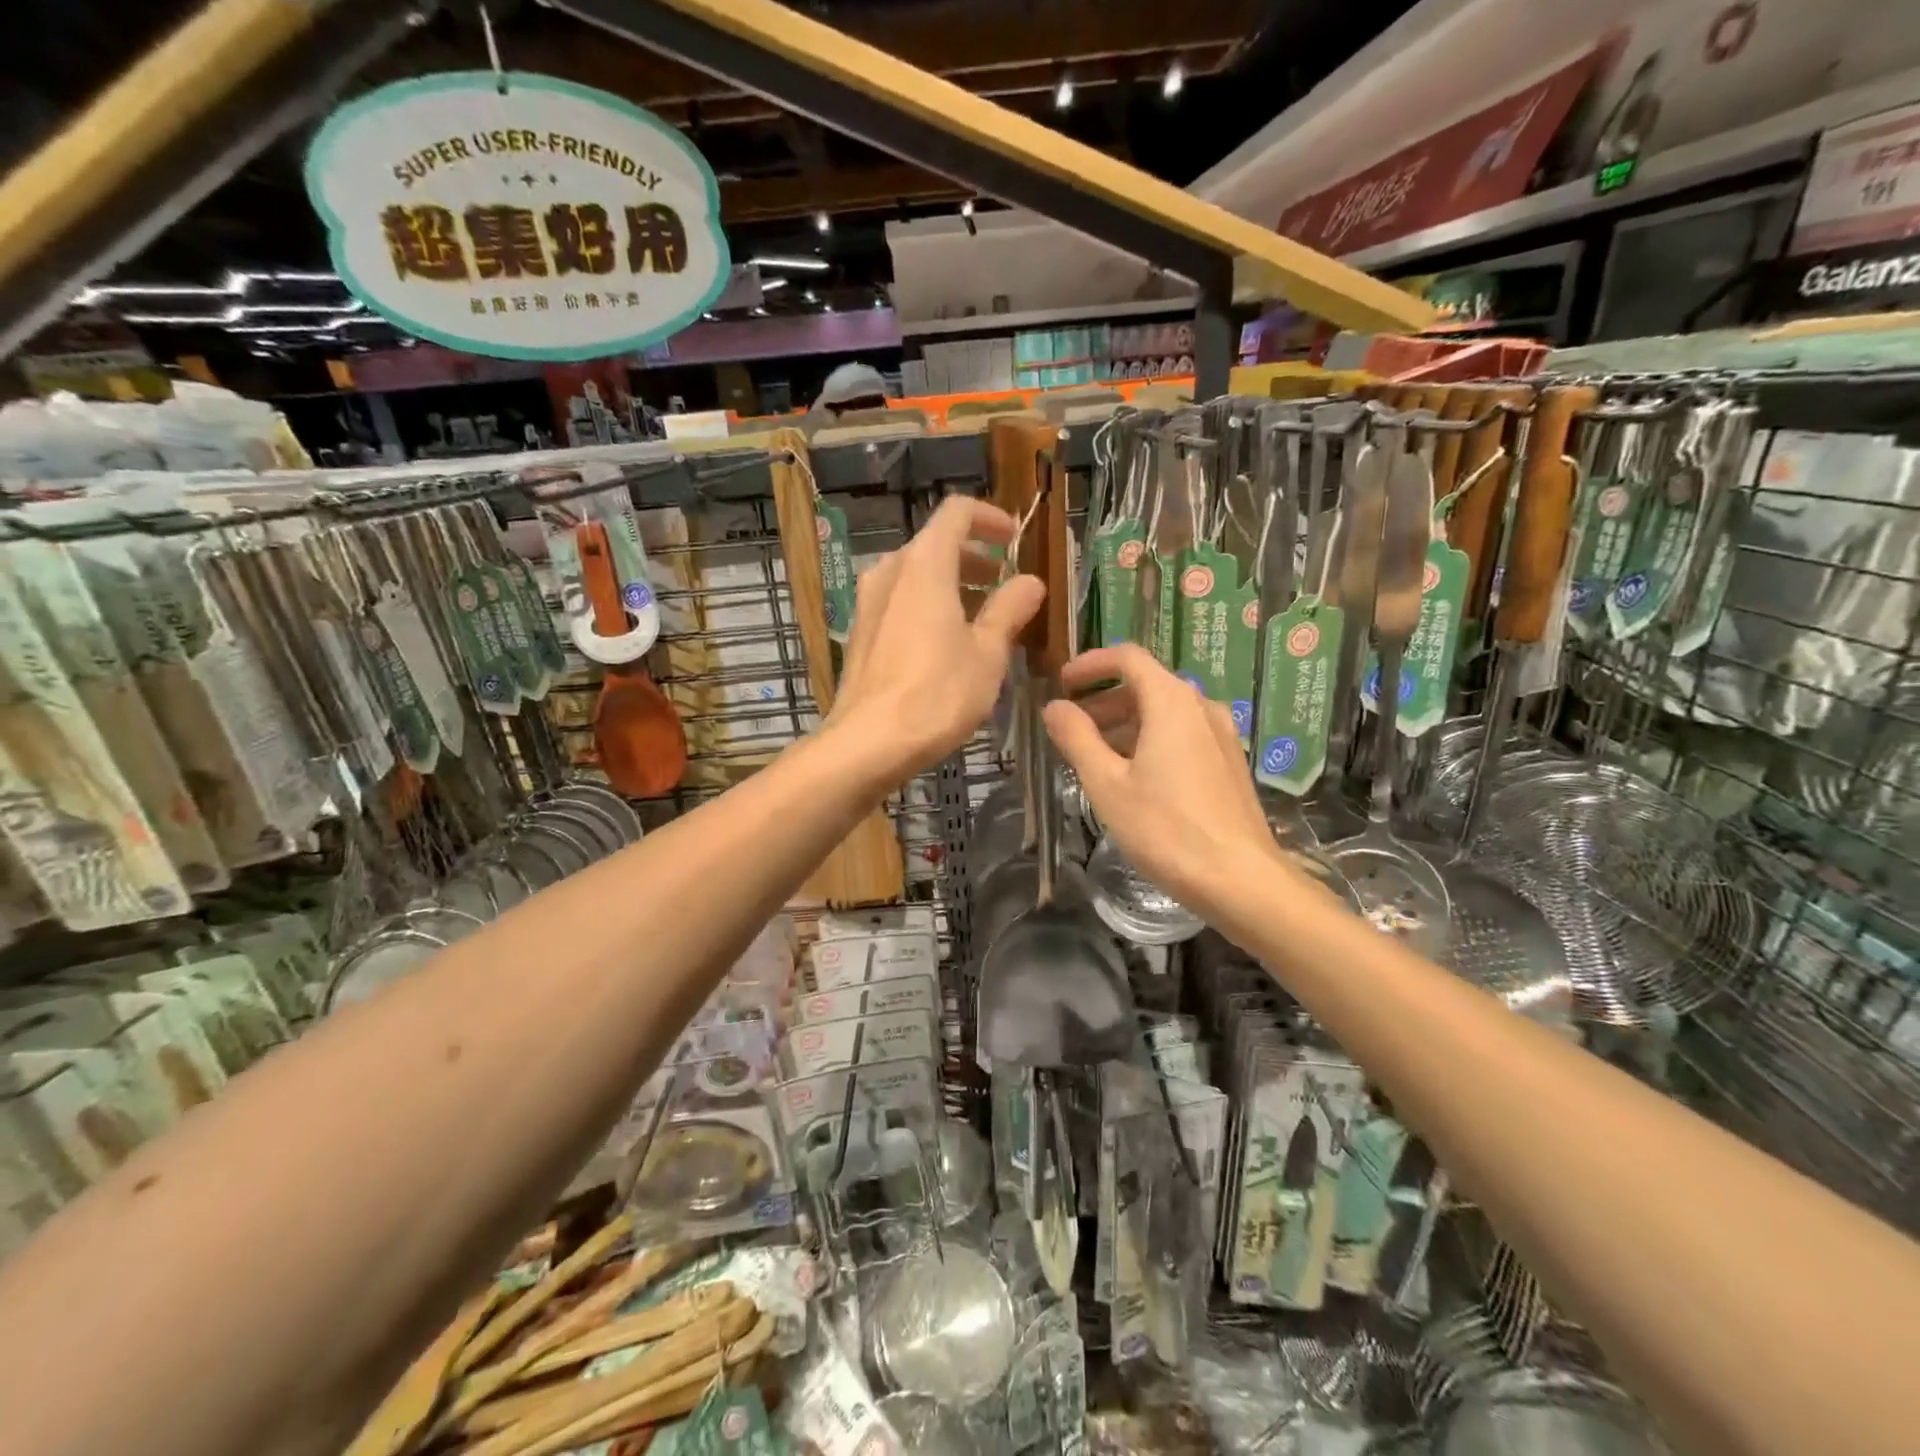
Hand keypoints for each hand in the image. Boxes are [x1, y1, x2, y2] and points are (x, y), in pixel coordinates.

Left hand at [830, 495, 1044, 776]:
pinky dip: (928, 606)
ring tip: (983, 617)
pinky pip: (900, 602)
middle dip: (975, 558)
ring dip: (952, 585)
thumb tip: (1029, 582)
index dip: (989, 518)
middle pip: (935, 545)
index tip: (1014, 539)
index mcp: (925, 565)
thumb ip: (1009, 610)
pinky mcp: (861, 633)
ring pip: (916, 576)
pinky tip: (948, 643)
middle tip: (1004, 584)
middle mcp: (890, 573)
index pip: (956, 513)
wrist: (867, 743)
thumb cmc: (937, 694)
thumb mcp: (987, 653)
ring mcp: (869, 603)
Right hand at [1043, 644, 1284, 915]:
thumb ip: (1077, 738)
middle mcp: (1201, 707)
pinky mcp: (1229, 763)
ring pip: (1165, 712)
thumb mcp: (1107, 784)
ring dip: (1125, 723)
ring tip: (1095, 756)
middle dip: (1104, 700)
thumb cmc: (1165, 829)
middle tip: (1071, 728)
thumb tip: (1055, 707)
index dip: (1090, 664)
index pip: (1128, 658)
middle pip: (1146, 685)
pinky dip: (1150, 740)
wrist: (1239, 879)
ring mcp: (1221, 735)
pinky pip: (1183, 735)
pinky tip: (1133, 776)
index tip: (1062, 682)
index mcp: (1171, 702)